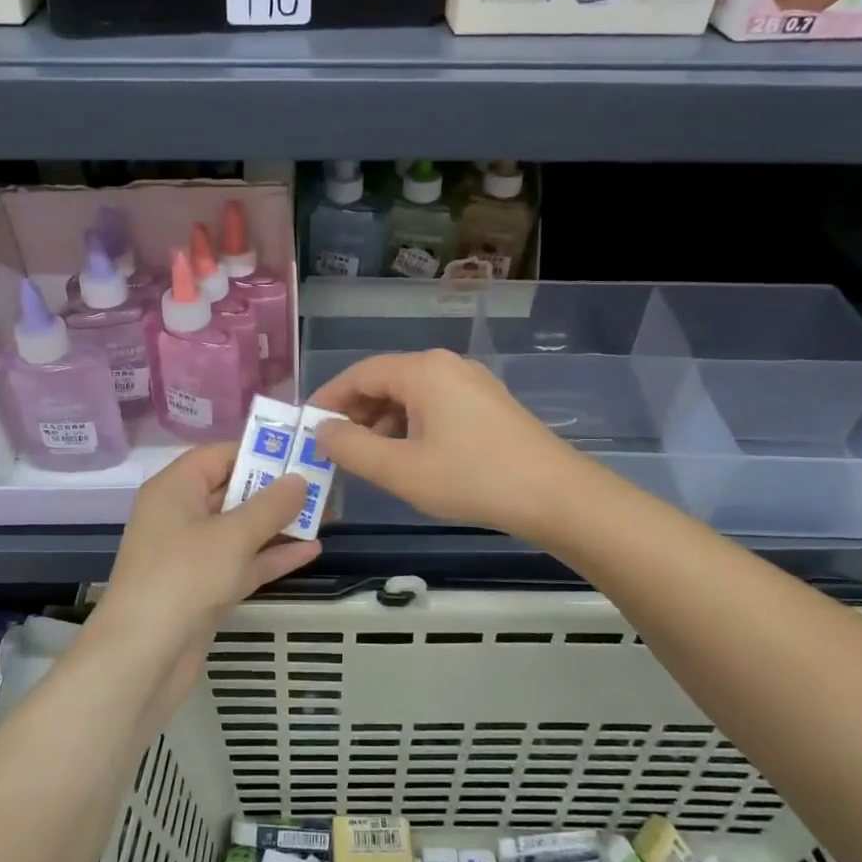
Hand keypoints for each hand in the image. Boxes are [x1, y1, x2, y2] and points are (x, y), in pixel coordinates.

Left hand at [99, 442, 320, 704]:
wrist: (142, 659)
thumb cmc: (183, 579)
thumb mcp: (232, 536)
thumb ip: (270, 505)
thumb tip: (299, 479)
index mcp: (175, 490)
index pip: (219, 456)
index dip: (258, 451)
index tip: (300, 452)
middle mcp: (180, 516)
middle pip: (232, 492)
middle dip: (276, 490)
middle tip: (323, 484)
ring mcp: (192, 556)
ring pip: (241, 530)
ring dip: (279, 524)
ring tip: (326, 515)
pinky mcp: (204, 590)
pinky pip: (242, 563)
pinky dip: (272, 557)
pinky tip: (312, 551)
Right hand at [312, 350, 583, 540]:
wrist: (554, 495)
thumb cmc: (471, 479)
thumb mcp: (399, 469)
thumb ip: (351, 448)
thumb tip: (321, 430)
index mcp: (423, 370)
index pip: (360, 374)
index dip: (328, 399)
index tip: (306, 427)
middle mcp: (446, 365)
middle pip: (385, 382)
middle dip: (355, 414)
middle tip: (333, 448)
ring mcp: (471, 383)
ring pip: (411, 396)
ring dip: (383, 424)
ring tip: (367, 460)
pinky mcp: (487, 404)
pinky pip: (435, 407)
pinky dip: (410, 428)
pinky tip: (407, 459)